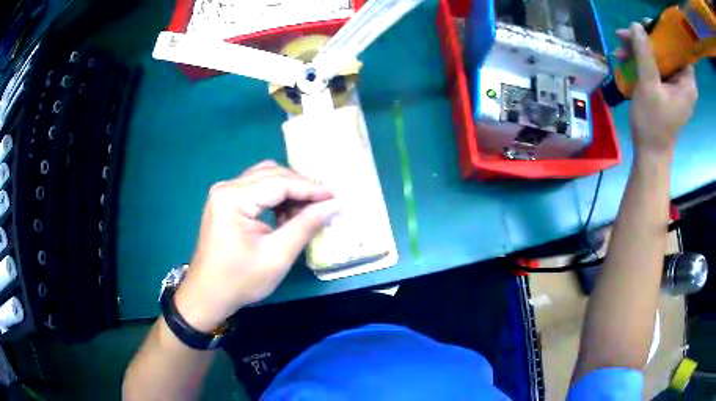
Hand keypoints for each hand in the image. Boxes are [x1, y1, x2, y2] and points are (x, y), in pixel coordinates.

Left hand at [173, 161, 339, 331]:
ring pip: (265, 178)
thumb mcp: (277, 257)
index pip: (279, 183)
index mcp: (233, 198)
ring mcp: (224, 193)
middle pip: (272, 174)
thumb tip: (333, 204)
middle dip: (301, 187)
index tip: (337, 195)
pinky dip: (276, 197)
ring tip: (308, 210)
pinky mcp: (226, 202)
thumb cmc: (240, 281)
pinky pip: (257, 189)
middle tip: (326, 203)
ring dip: (289, 190)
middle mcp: (226, 187)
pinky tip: (287, 214)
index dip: (311, 188)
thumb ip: (305, 226)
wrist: (207, 295)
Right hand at [614, 23, 697, 156]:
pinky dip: (641, 60)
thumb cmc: (653, 124)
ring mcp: (676, 85)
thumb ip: (644, 54)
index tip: (645, 27)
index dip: (663, 33)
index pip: (678, 48)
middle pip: (666, 48)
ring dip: (639, 48)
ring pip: (659, 55)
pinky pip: (656, 65)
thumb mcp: (648, 86)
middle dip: (646, 39)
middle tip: (625, 35)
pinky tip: (626, 59)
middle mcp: (684, 82)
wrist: (650, 152)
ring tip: (620, 48)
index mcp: (687, 84)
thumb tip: (636, 25)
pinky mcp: (668, 87)